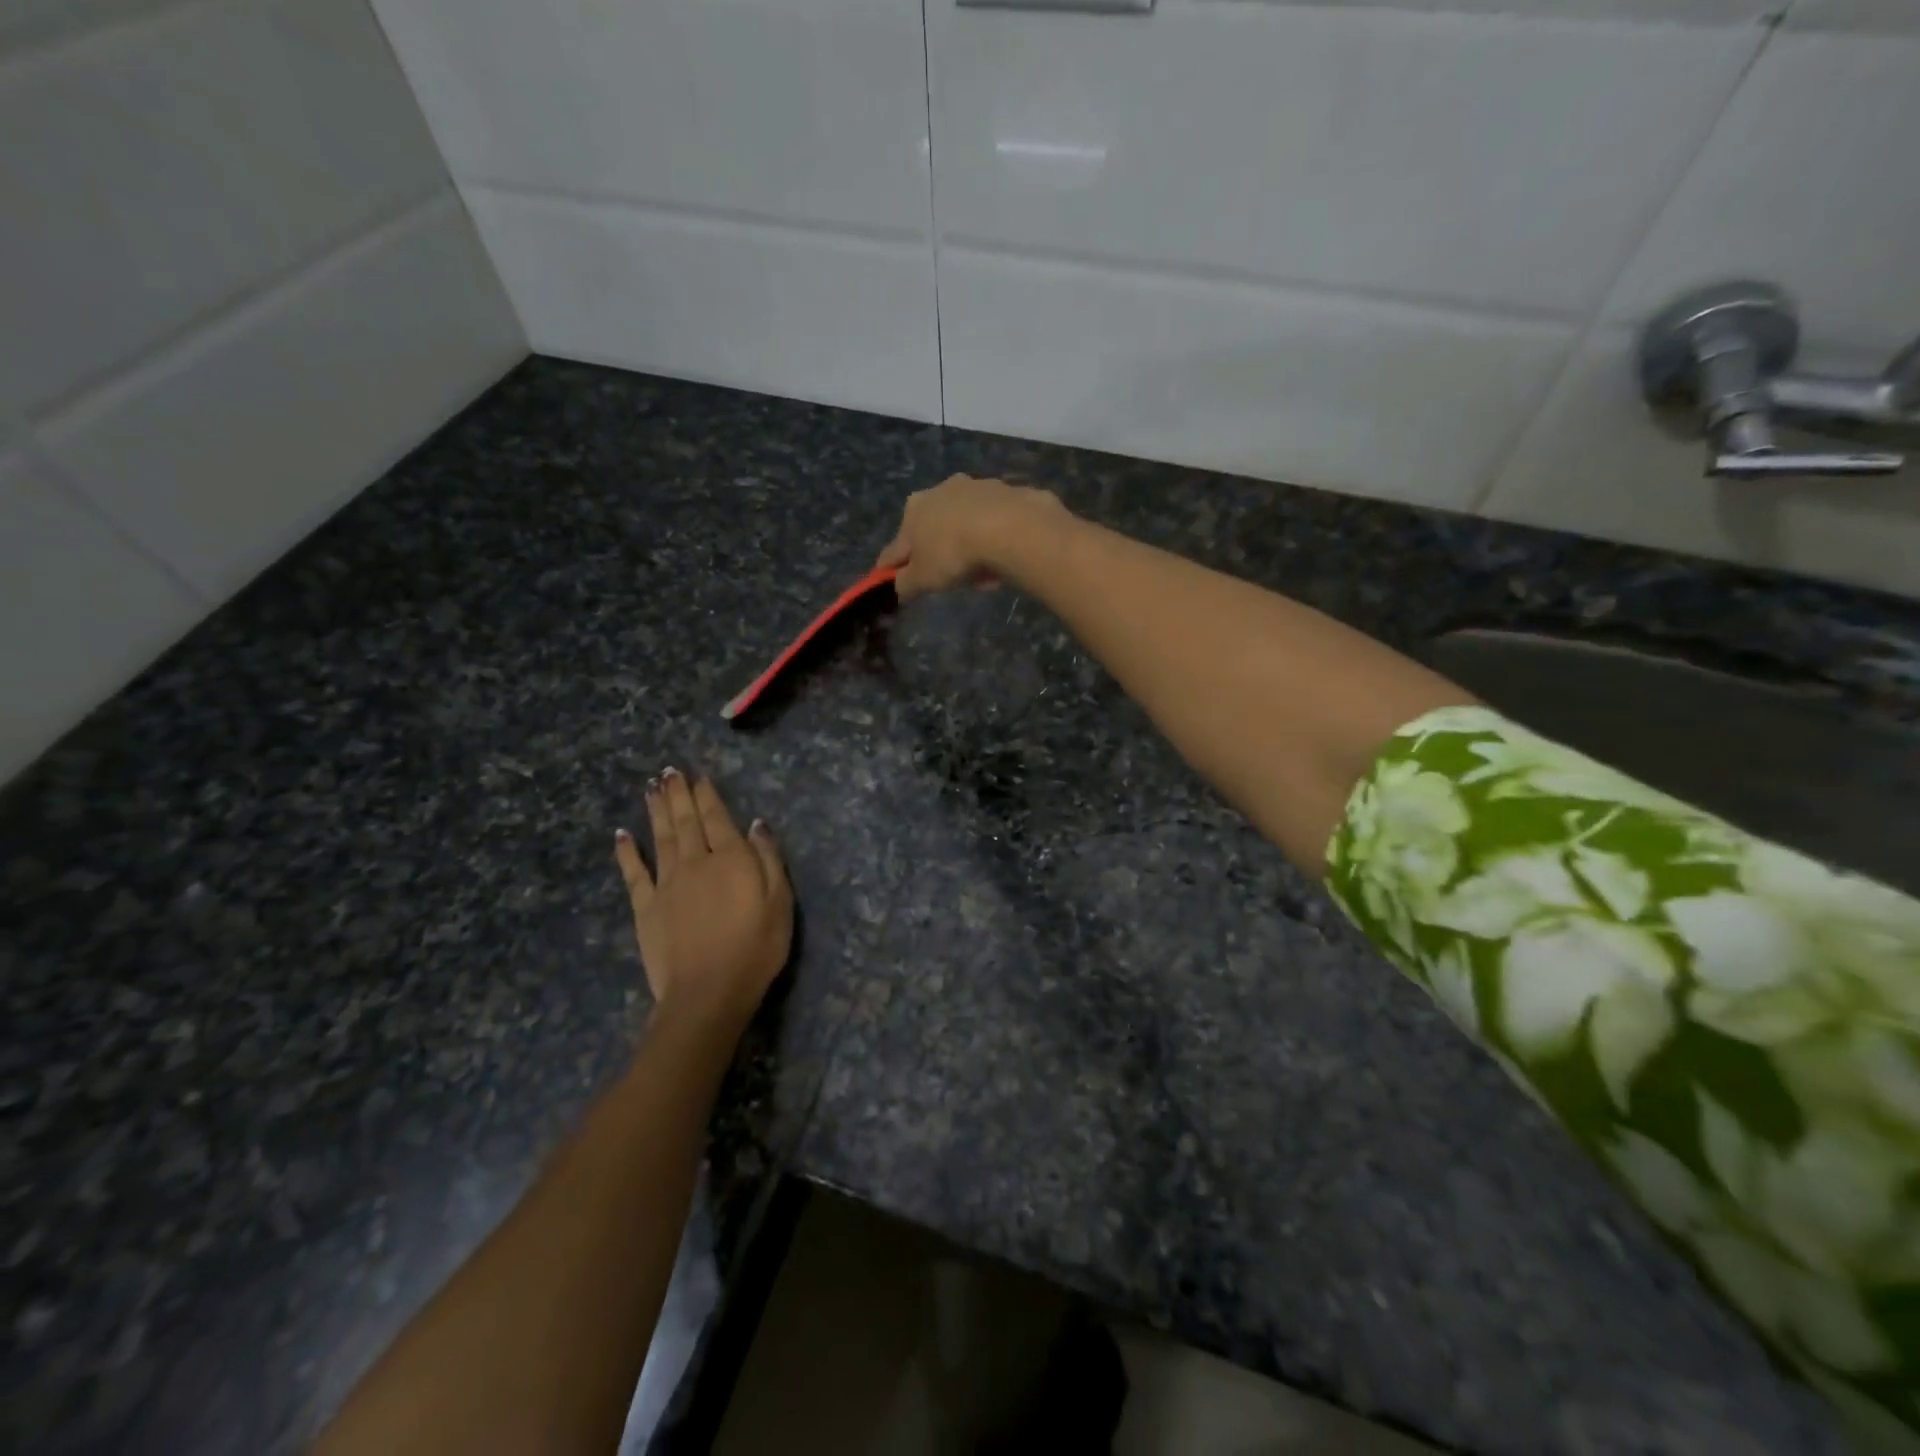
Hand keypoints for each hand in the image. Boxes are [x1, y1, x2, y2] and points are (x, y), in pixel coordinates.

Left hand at [613, 769, 792, 1034]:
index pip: (718, 818)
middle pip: (686, 821)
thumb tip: (757, 824)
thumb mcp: (780, 903)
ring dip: (657, 811)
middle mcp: (696, 862)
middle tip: (670, 772)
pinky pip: (634, 872)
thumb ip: (769, 859)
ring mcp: (667, 883)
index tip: (699, 776)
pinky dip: (627, 851)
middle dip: (679, 794)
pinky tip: (622, 834)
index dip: (707, 795)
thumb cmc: (756, 949)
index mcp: (732, 859)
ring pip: (661, 837)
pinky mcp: (646, 907)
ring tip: (652, 788)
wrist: (708, 992)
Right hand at [875, 473, 1067, 601]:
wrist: (1009, 528)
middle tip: (952, 580)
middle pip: (936, 531)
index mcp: (914, 508)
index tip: (897, 580)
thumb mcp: (922, 579)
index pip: (898, 545)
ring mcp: (978, 488)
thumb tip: (899, 587)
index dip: (895, 566)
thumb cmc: (953, 552)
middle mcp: (942, 489)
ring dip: (971, 548)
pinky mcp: (1008, 493)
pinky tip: (1003, 560)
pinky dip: (996, 541)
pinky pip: (996, 525)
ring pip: (967, 526)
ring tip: (983, 575)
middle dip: (941, 555)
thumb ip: (905, 584)